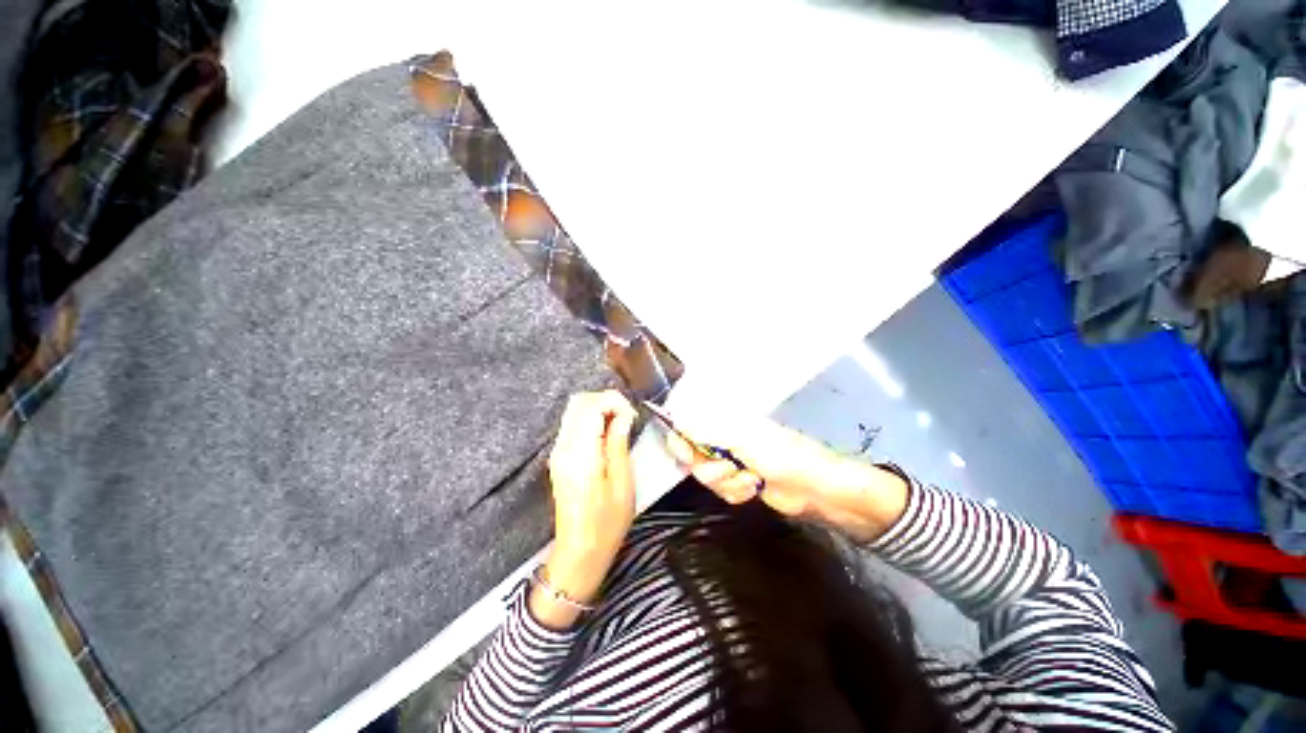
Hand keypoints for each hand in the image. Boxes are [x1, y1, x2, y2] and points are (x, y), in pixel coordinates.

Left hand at [533, 391, 637, 628]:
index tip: (632, 416)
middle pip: (579, 402)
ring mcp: (558, 451)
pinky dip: (591, 420)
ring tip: (620, 425)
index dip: (614, 402)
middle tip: (627, 418)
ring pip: (574, 410)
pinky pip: (573, 424)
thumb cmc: (607, 522)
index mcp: (580, 453)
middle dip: (606, 401)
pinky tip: (607, 435)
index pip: (591, 405)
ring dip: (599, 409)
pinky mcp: (559, 457)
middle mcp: (563, 447)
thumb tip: (622, 416)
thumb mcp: (622, 482)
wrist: (579, 551)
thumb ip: (619, 443)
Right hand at [664, 418, 908, 543]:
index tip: (685, 454)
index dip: (683, 440)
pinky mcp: (740, 482)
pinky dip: (736, 493)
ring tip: (750, 479)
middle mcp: (726, 440)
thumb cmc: (782, 456)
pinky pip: (722, 490)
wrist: (815, 489)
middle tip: (727, 468)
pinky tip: (754, 488)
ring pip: (708, 476)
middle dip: (710, 468)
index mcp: (726, 422)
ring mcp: (733, 462)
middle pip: (695, 455)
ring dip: (727, 483)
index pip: (691, 425)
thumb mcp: (743, 441)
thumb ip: (707, 432)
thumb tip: (677, 421)